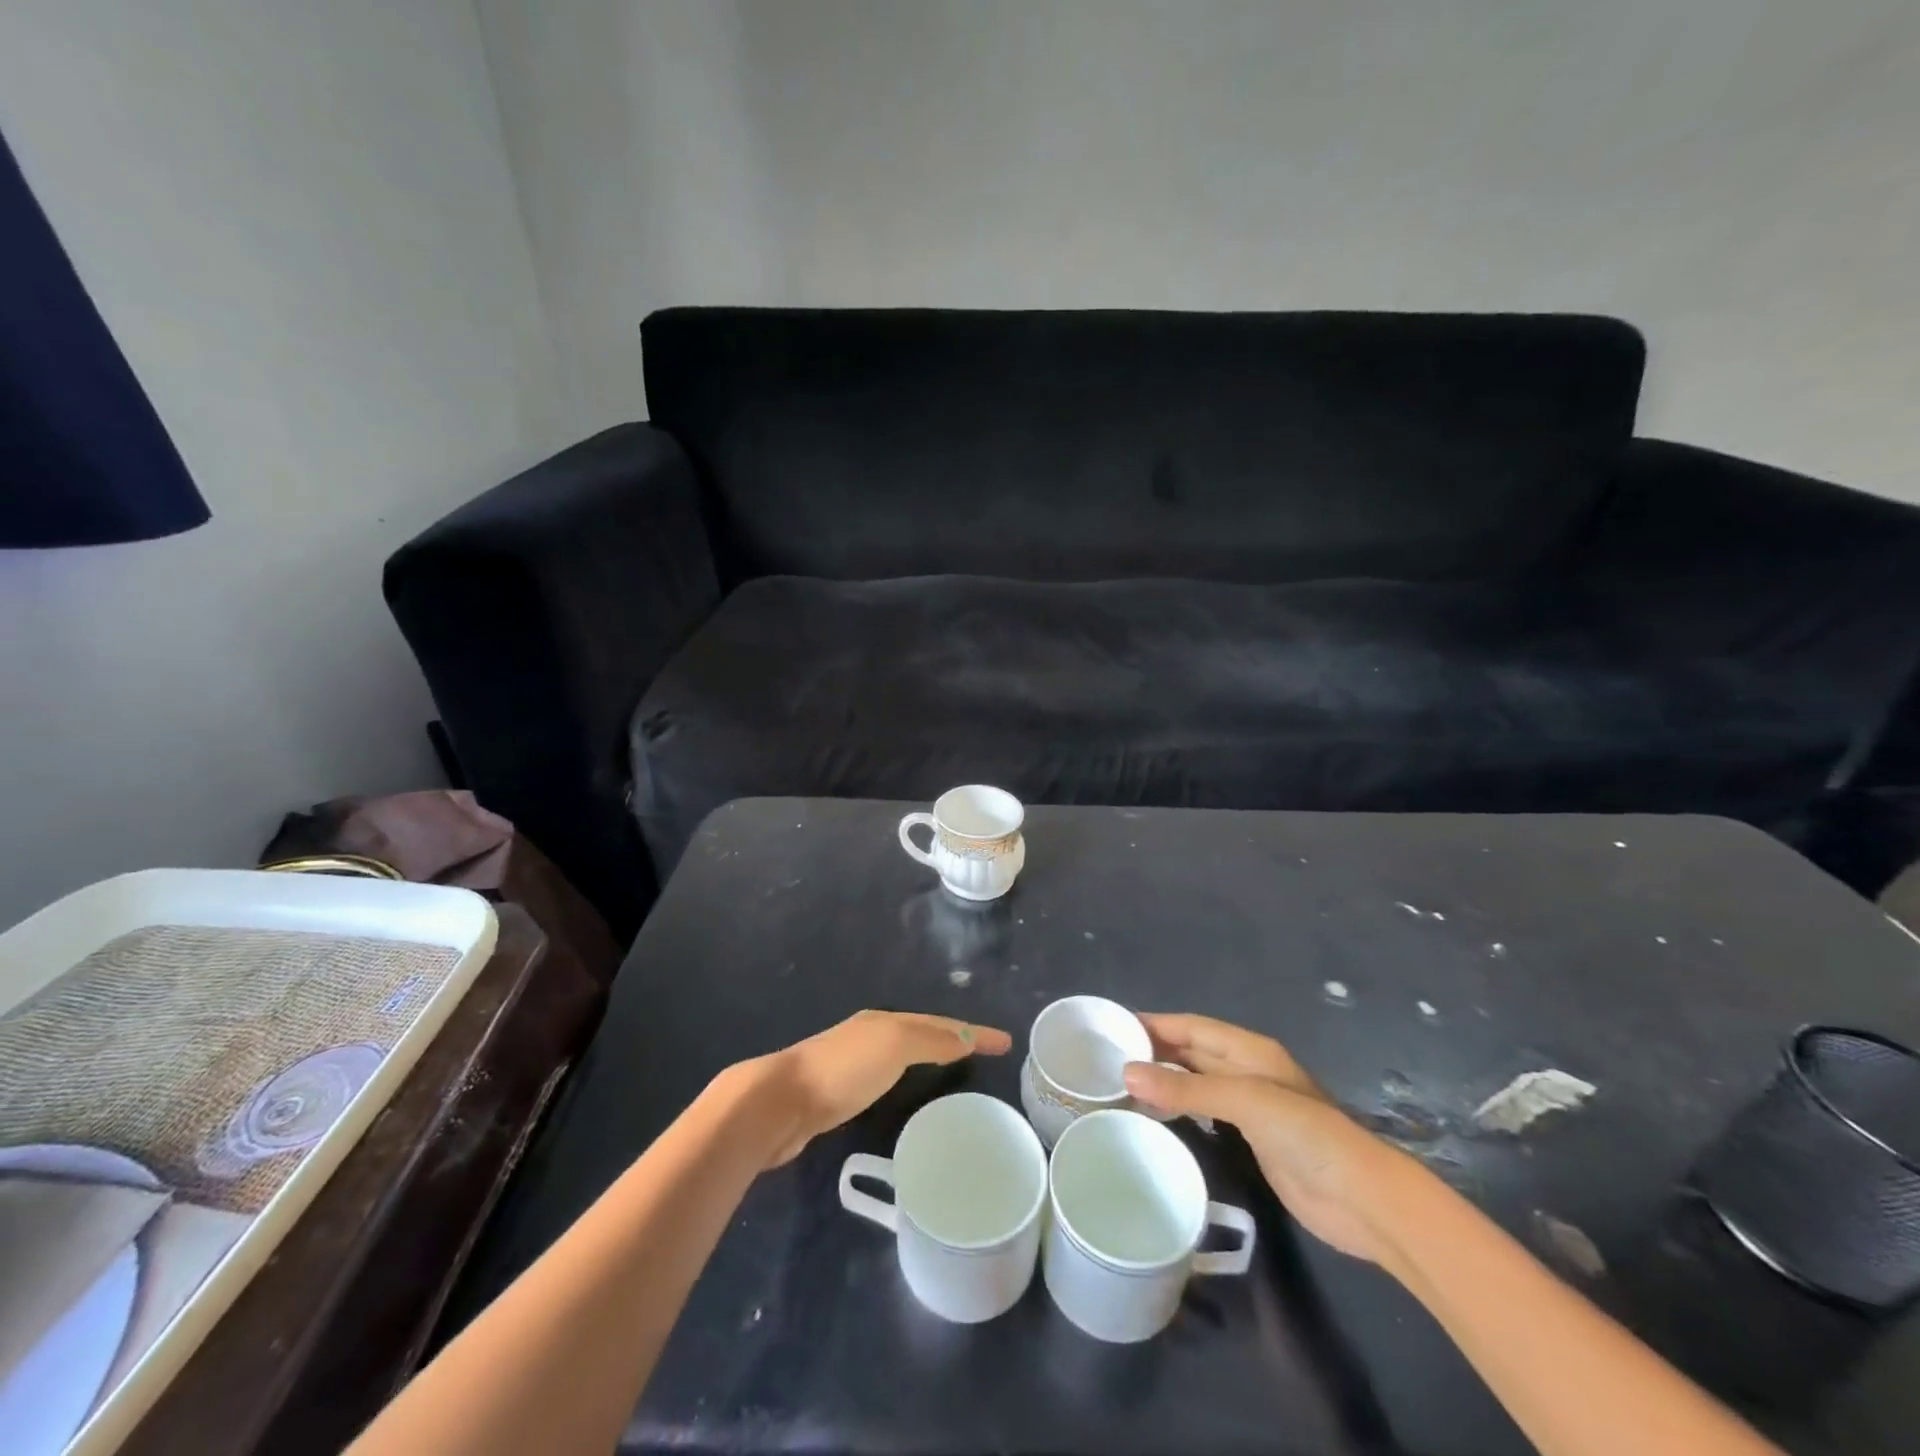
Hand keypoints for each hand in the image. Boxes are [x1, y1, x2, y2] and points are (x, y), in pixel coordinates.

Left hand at [741, 1010, 1012, 1167]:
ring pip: (905, 1052)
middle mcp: (871, 1034)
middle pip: (923, 1032)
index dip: (974, 1032)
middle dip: (955, 1037)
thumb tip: (966, 1037)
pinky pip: (889, 1075)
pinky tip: (908, 1092)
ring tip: (955, 1069)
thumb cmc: (843, 1071)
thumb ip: (931, 1041)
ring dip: (932, 1055)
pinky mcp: (839, 1091)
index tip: (1007, 1042)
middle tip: (984, 1052)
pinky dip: (910, 1076)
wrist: (780, 1101)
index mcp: (886, 1021)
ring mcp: (853, 1062)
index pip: (941, 1023)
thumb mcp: (894, 1046)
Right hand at [1123, 1013, 1412, 1263]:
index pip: (1192, 1027)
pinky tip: (1157, 1115)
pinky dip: (1180, 1108)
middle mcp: (1248, 1071)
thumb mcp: (1245, 1101)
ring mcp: (1252, 1107)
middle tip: (1108, 1055)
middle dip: (1155, 1049)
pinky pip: (1206, 1113)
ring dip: (1165, 1079)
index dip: (1155, 1023)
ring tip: (1122, 1082)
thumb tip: (1127, 1073)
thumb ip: (1187, 1088)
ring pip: (1198, 1081)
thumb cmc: (1306, 1134)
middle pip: (1194, 1051)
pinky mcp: (1254, 1140)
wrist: (1362, 1200)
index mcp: (1250, 1050)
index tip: (1113, 1025)